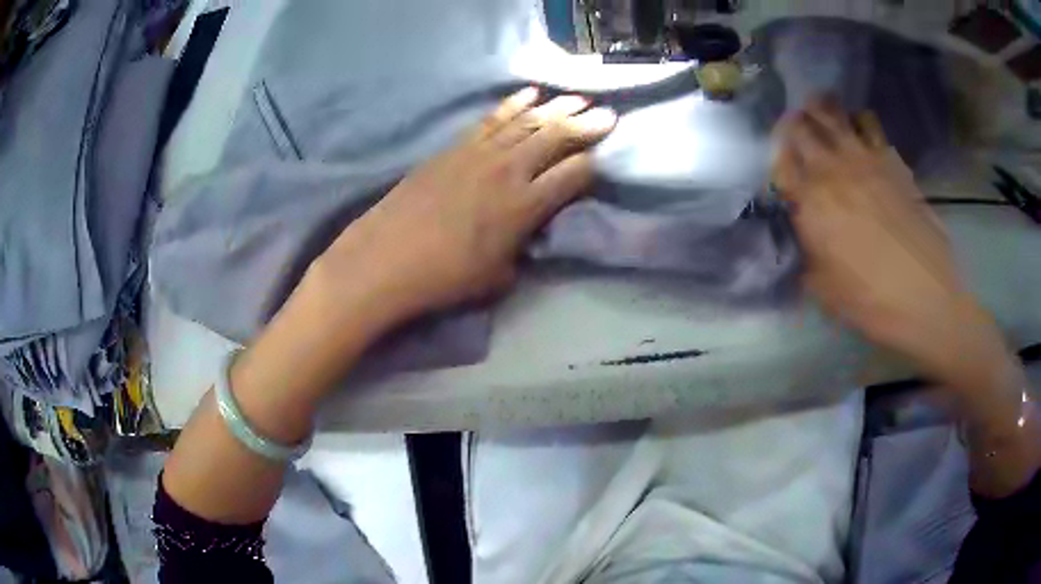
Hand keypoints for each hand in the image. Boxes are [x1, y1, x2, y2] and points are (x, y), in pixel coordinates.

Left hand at [313, 88, 616, 326]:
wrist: (385, 259)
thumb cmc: (444, 278)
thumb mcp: (497, 278)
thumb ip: (520, 251)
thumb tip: (525, 236)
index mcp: (526, 206)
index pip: (573, 174)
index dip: (591, 165)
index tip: (600, 160)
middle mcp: (509, 170)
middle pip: (557, 137)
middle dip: (587, 124)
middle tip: (608, 114)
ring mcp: (480, 153)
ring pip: (528, 121)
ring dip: (557, 108)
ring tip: (578, 99)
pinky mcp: (455, 147)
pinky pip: (492, 118)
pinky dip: (514, 104)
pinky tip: (529, 94)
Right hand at [773, 98, 1015, 393]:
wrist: (927, 297)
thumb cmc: (872, 301)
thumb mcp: (825, 291)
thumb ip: (807, 257)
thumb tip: (804, 240)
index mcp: (811, 203)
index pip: (779, 163)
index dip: (775, 160)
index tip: (781, 170)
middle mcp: (832, 170)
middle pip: (800, 127)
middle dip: (791, 126)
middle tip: (794, 132)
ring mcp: (864, 158)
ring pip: (832, 113)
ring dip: (820, 110)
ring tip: (820, 114)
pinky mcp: (892, 160)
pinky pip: (869, 123)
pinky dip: (859, 121)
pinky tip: (860, 132)